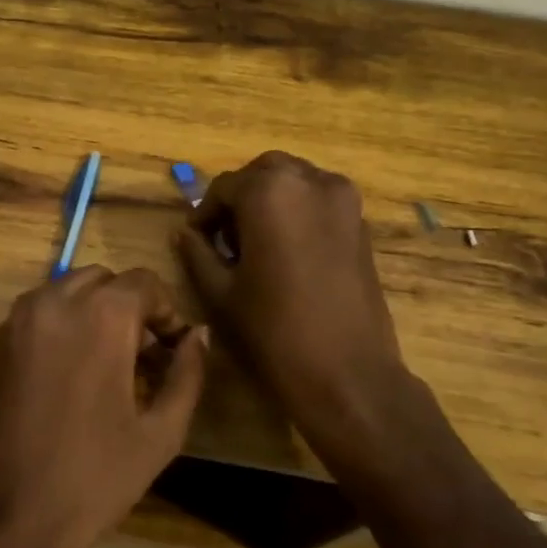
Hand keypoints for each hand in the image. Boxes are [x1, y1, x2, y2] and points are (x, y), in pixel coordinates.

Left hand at [0, 266, 207, 547]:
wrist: (2, 522)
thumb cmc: (93, 480)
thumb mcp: (160, 433)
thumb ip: (187, 373)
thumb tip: (198, 335)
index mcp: (100, 316)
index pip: (143, 281)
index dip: (166, 310)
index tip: (171, 346)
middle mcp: (51, 303)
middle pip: (99, 280)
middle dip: (125, 306)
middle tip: (139, 354)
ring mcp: (11, 325)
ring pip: (59, 294)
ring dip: (86, 314)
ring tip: (99, 365)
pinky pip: (28, 324)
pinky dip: (52, 334)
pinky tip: (58, 384)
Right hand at [175, 151, 412, 453]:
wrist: (348, 374)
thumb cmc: (274, 331)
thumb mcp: (220, 292)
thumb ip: (197, 253)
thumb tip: (185, 233)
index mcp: (270, 192)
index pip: (224, 187)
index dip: (205, 213)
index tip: (196, 240)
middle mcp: (310, 181)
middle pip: (264, 172)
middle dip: (241, 197)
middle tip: (225, 237)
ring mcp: (343, 200)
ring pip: (296, 180)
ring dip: (272, 199)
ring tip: (257, 242)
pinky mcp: (362, 223)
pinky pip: (320, 200)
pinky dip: (299, 211)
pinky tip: (288, 250)